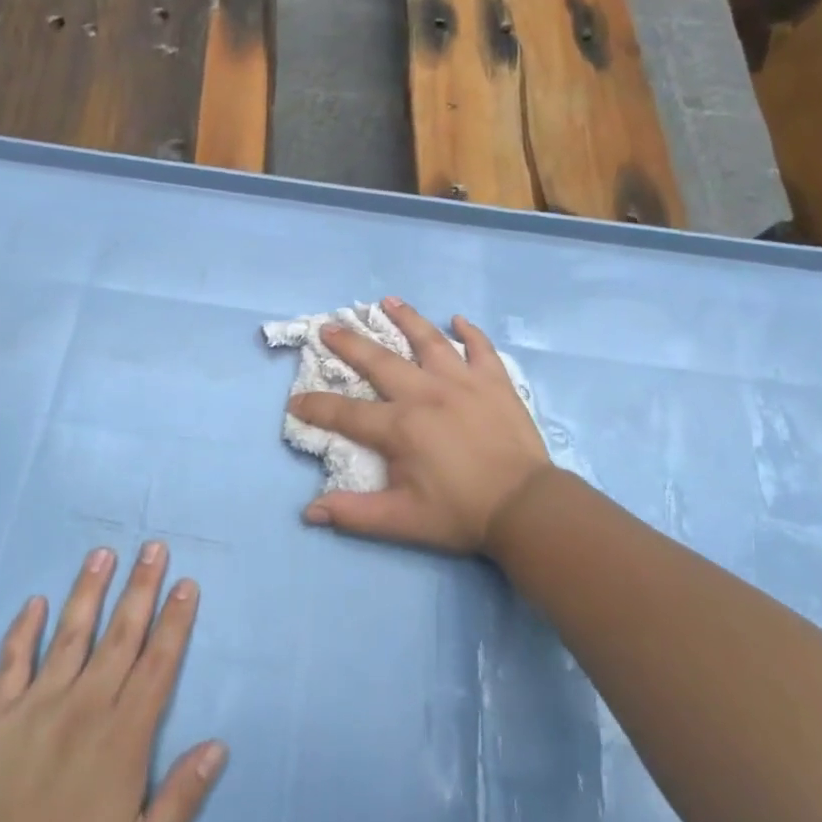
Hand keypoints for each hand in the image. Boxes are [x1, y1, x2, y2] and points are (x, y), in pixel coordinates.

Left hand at [0, 544, 225, 821]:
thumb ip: (181, 799)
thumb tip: (218, 745)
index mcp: (123, 736)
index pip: (157, 664)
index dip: (175, 620)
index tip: (186, 583)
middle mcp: (85, 706)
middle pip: (120, 635)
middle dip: (141, 588)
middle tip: (154, 546)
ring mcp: (37, 706)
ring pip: (71, 635)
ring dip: (89, 591)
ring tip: (103, 554)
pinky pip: (11, 662)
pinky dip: (22, 630)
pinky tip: (33, 602)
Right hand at [288, 298, 550, 554]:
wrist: (526, 506)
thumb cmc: (461, 513)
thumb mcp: (402, 521)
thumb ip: (354, 514)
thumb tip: (309, 511)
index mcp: (400, 426)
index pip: (345, 413)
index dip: (316, 407)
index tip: (295, 401)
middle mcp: (425, 393)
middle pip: (379, 361)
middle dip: (349, 343)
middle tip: (328, 326)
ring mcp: (462, 381)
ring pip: (428, 340)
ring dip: (406, 319)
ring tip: (387, 301)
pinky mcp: (494, 381)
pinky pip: (480, 348)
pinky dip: (469, 332)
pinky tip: (457, 319)